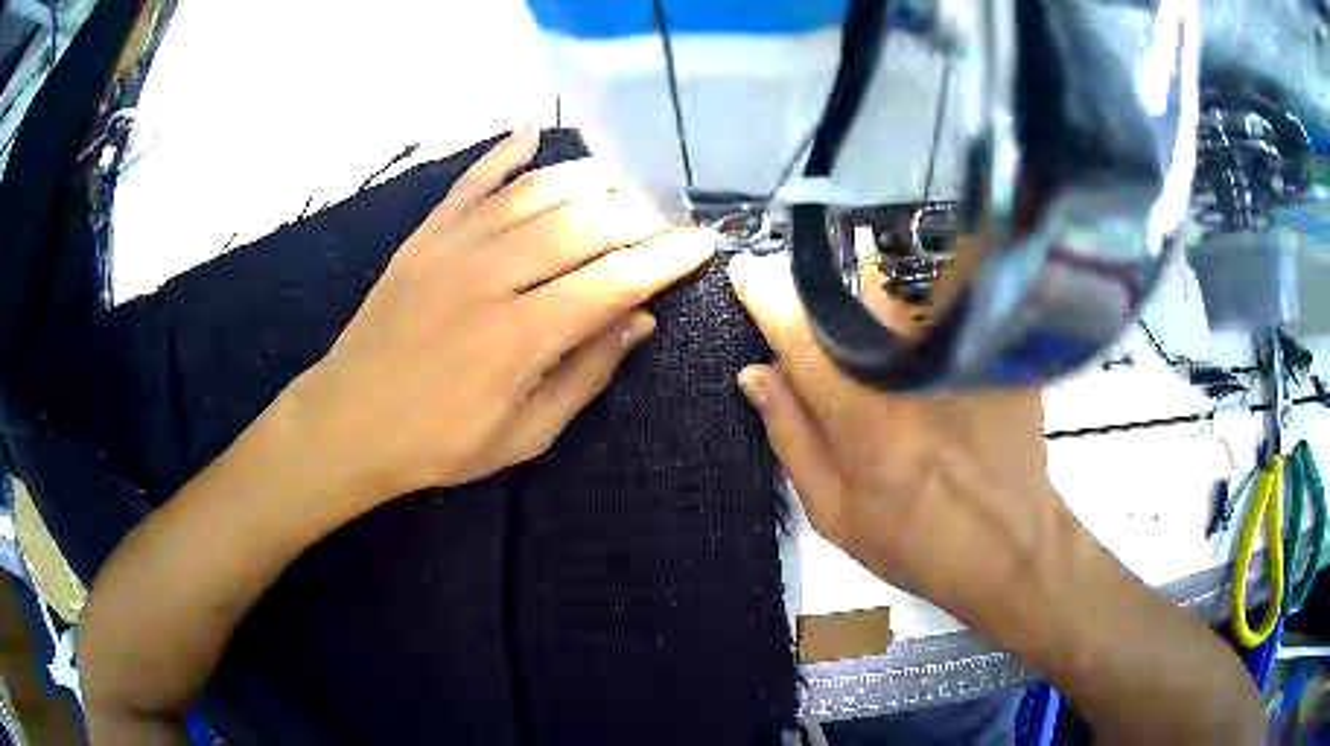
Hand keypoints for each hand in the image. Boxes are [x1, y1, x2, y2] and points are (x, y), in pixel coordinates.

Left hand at [288, 128, 713, 504]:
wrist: (348, 422)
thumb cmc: (439, 442)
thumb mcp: (524, 435)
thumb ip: (585, 375)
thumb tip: (639, 320)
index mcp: (522, 337)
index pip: (614, 280)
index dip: (665, 258)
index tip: (702, 243)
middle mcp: (493, 278)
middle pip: (583, 225)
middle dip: (637, 216)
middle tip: (667, 216)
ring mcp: (453, 248)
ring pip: (535, 193)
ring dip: (587, 179)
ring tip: (622, 181)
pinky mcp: (424, 236)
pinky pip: (471, 183)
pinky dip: (503, 154)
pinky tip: (531, 134)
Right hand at [726, 251, 1055, 613]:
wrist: (1010, 548)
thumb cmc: (917, 543)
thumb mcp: (834, 513)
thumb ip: (790, 437)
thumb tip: (755, 372)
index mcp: (864, 415)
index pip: (800, 331)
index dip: (765, 295)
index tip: (746, 275)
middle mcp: (914, 369)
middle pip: (857, 286)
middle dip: (831, 294)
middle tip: (831, 328)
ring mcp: (966, 353)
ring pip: (906, 285)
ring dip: (880, 296)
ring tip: (884, 340)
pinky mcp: (1000, 349)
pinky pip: (951, 303)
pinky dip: (927, 311)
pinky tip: (932, 352)